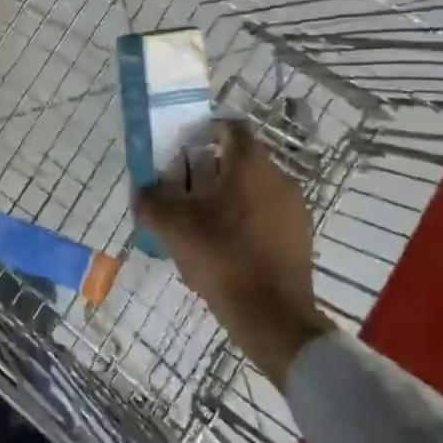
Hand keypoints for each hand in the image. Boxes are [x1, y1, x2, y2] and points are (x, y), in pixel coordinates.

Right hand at [136, 117, 335, 382]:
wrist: (272, 315)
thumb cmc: (221, 258)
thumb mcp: (173, 227)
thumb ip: (151, 201)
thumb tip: (141, 189)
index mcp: (250, 164)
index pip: (231, 127)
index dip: (206, 131)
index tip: (185, 149)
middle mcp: (279, 177)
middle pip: (242, 159)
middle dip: (213, 168)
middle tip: (186, 189)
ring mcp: (295, 207)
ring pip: (256, 187)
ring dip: (231, 195)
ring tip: (204, 220)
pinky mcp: (301, 235)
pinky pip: (269, 213)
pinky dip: (248, 218)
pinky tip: (228, 244)